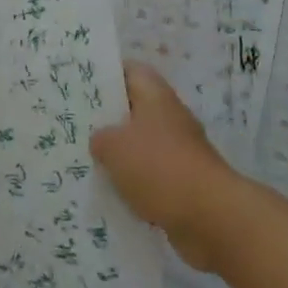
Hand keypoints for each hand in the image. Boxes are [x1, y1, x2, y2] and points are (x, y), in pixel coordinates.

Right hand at [90, 63, 236, 271]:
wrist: (211, 217)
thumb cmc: (159, 167)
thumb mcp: (114, 147)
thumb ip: (100, 138)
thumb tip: (101, 140)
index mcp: (155, 95)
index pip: (130, 70)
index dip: (106, 74)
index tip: (81, 85)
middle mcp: (169, 117)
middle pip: (134, 109)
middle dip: (107, 119)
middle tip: (76, 126)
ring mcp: (179, 151)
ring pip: (141, 145)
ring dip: (119, 156)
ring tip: (85, 162)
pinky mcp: (183, 183)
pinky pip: (150, 177)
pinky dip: (133, 184)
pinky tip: (109, 195)